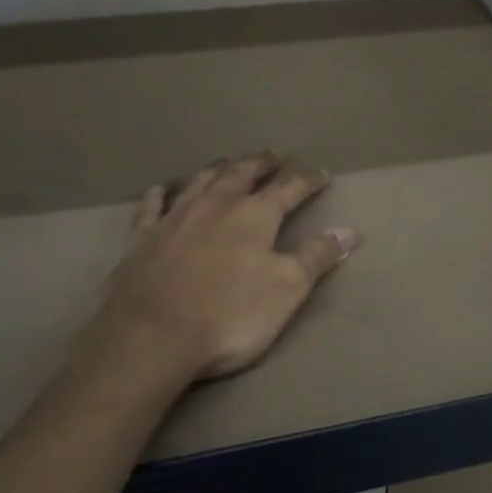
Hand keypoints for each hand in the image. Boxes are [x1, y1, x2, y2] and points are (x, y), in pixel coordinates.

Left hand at [94, 154, 359, 381]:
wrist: (152, 335)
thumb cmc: (230, 314)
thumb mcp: (287, 289)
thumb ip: (317, 256)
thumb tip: (349, 231)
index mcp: (255, 215)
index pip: (289, 188)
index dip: (308, 180)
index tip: (322, 175)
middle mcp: (216, 204)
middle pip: (242, 173)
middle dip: (261, 163)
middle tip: (273, 157)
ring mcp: (176, 217)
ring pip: (200, 180)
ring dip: (218, 168)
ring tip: (229, 163)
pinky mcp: (143, 237)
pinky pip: (152, 206)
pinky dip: (159, 195)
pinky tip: (161, 190)